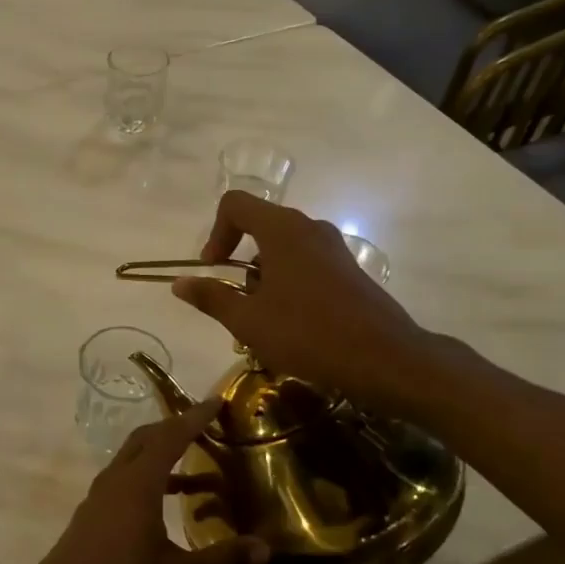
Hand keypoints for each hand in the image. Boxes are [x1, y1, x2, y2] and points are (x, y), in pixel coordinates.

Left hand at [18, 401, 267, 563]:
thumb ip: (222, 560)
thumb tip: (265, 548)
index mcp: (138, 483)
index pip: (170, 437)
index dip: (194, 417)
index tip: (216, 401)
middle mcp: (116, 480)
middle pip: (146, 439)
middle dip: (175, 428)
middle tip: (206, 427)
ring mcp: (99, 496)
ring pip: (132, 460)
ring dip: (162, 457)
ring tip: (198, 473)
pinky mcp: (91, 515)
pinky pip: (124, 480)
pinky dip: (148, 479)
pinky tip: (165, 506)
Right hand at [172, 190, 447, 415]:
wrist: (385, 358)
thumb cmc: (308, 334)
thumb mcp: (248, 320)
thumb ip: (211, 297)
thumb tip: (179, 282)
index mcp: (282, 230)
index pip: (235, 204)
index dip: (215, 233)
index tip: (213, 269)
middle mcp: (309, 228)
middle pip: (260, 225)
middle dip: (238, 260)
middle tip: (235, 300)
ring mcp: (334, 248)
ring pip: (284, 248)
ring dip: (263, 276)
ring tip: (261, 319)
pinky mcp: (349, 270)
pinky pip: (307, 263)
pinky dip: (288, 282)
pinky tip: (292, 324)